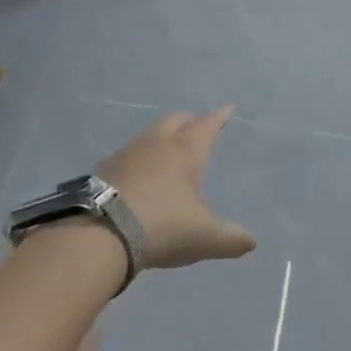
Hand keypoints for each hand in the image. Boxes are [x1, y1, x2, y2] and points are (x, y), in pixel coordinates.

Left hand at [96, 108, 256, 269]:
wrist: (98, 235)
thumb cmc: (161, 227)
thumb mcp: (203, 237)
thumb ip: (230, 239)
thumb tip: (251, 242)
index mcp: (185, 152)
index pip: (206, 126)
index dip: (219, 117)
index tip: (227, 109)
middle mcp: (156, 145)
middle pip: (175, 120)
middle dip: (189, 120)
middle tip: (196, 124)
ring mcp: (126, 154)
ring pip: (148, 134)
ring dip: (161, 135)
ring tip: (166, 146)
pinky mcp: (102, 170)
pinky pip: (126, 154)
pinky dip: (137, 157)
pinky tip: (136, 172)